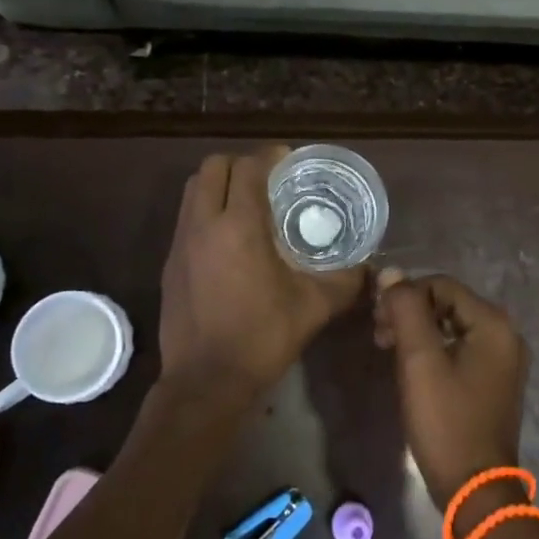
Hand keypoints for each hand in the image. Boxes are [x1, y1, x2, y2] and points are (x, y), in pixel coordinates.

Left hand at [158, 147, 365, 405]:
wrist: (206, 381)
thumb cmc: (262, 337)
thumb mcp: (313, 307)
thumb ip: (344, 281)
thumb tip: (368, 269)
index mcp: (239, 226)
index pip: (248, 168)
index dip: (269, 156)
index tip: (287, 160)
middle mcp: (204, 224)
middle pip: (213, 167)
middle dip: (239, 164)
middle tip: (266, 179)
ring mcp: (181, 243)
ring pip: (193, 190)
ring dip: (218, 184)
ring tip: (245, 202)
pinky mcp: (170, 263)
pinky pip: (186, 218)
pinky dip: (206, 212)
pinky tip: (227, 239)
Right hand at [375, 274, 529, 516]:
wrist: (476, 491)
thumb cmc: (446, 421)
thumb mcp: (420, 360)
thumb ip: (406, 309)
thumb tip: (391, 272)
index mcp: (494, 324)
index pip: (442, 285)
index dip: (406, 295)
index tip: (378, 319)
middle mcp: (506, 335)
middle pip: (448, 304)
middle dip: (410, 313)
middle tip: (379, 335)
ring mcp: (503, 361)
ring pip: (452, 326)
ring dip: (418, 331)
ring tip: (388, 349)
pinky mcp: (495, 382)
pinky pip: (460, 348)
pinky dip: (434, 350)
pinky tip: (411, 368)